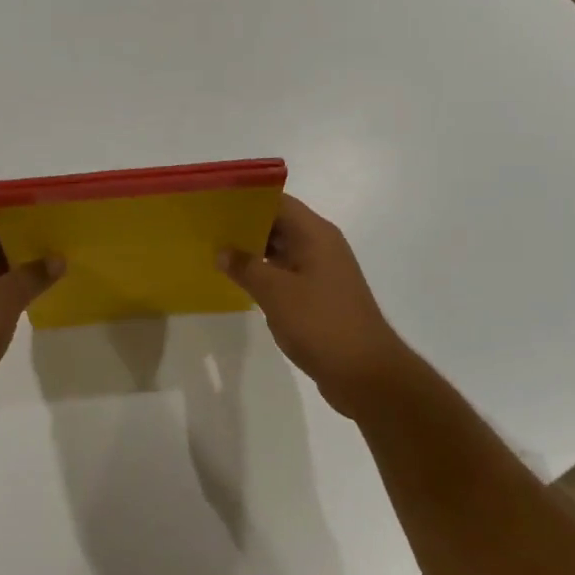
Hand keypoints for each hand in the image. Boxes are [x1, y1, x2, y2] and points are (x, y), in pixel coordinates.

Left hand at [0, 214, 61, 434]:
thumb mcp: (5, 300)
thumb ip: (33, 275)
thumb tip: (57, 258)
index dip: (26, 220)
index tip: (56, 224)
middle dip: (25, 247)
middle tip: (61, 248)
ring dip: (16, 272)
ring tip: (52, 273)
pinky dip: (3, 293)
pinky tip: (30, 300)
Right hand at [219, 195, 409, 417]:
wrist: (366, 375)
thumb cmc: (320, 323)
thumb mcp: (275, 292)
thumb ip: (246, 267)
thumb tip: (222, 251)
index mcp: (315, 234)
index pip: (277, 202)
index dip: (246, 200)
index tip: (215, 204)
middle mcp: (322, 246)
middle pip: (279, 224)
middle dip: (245, 226)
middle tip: (208, 230)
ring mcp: (323, 272)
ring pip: (282, 250)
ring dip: (254, 252)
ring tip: (217, 253)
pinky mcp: (321, 296)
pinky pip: (288, 274)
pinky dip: (266, 274)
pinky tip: (241, 283)